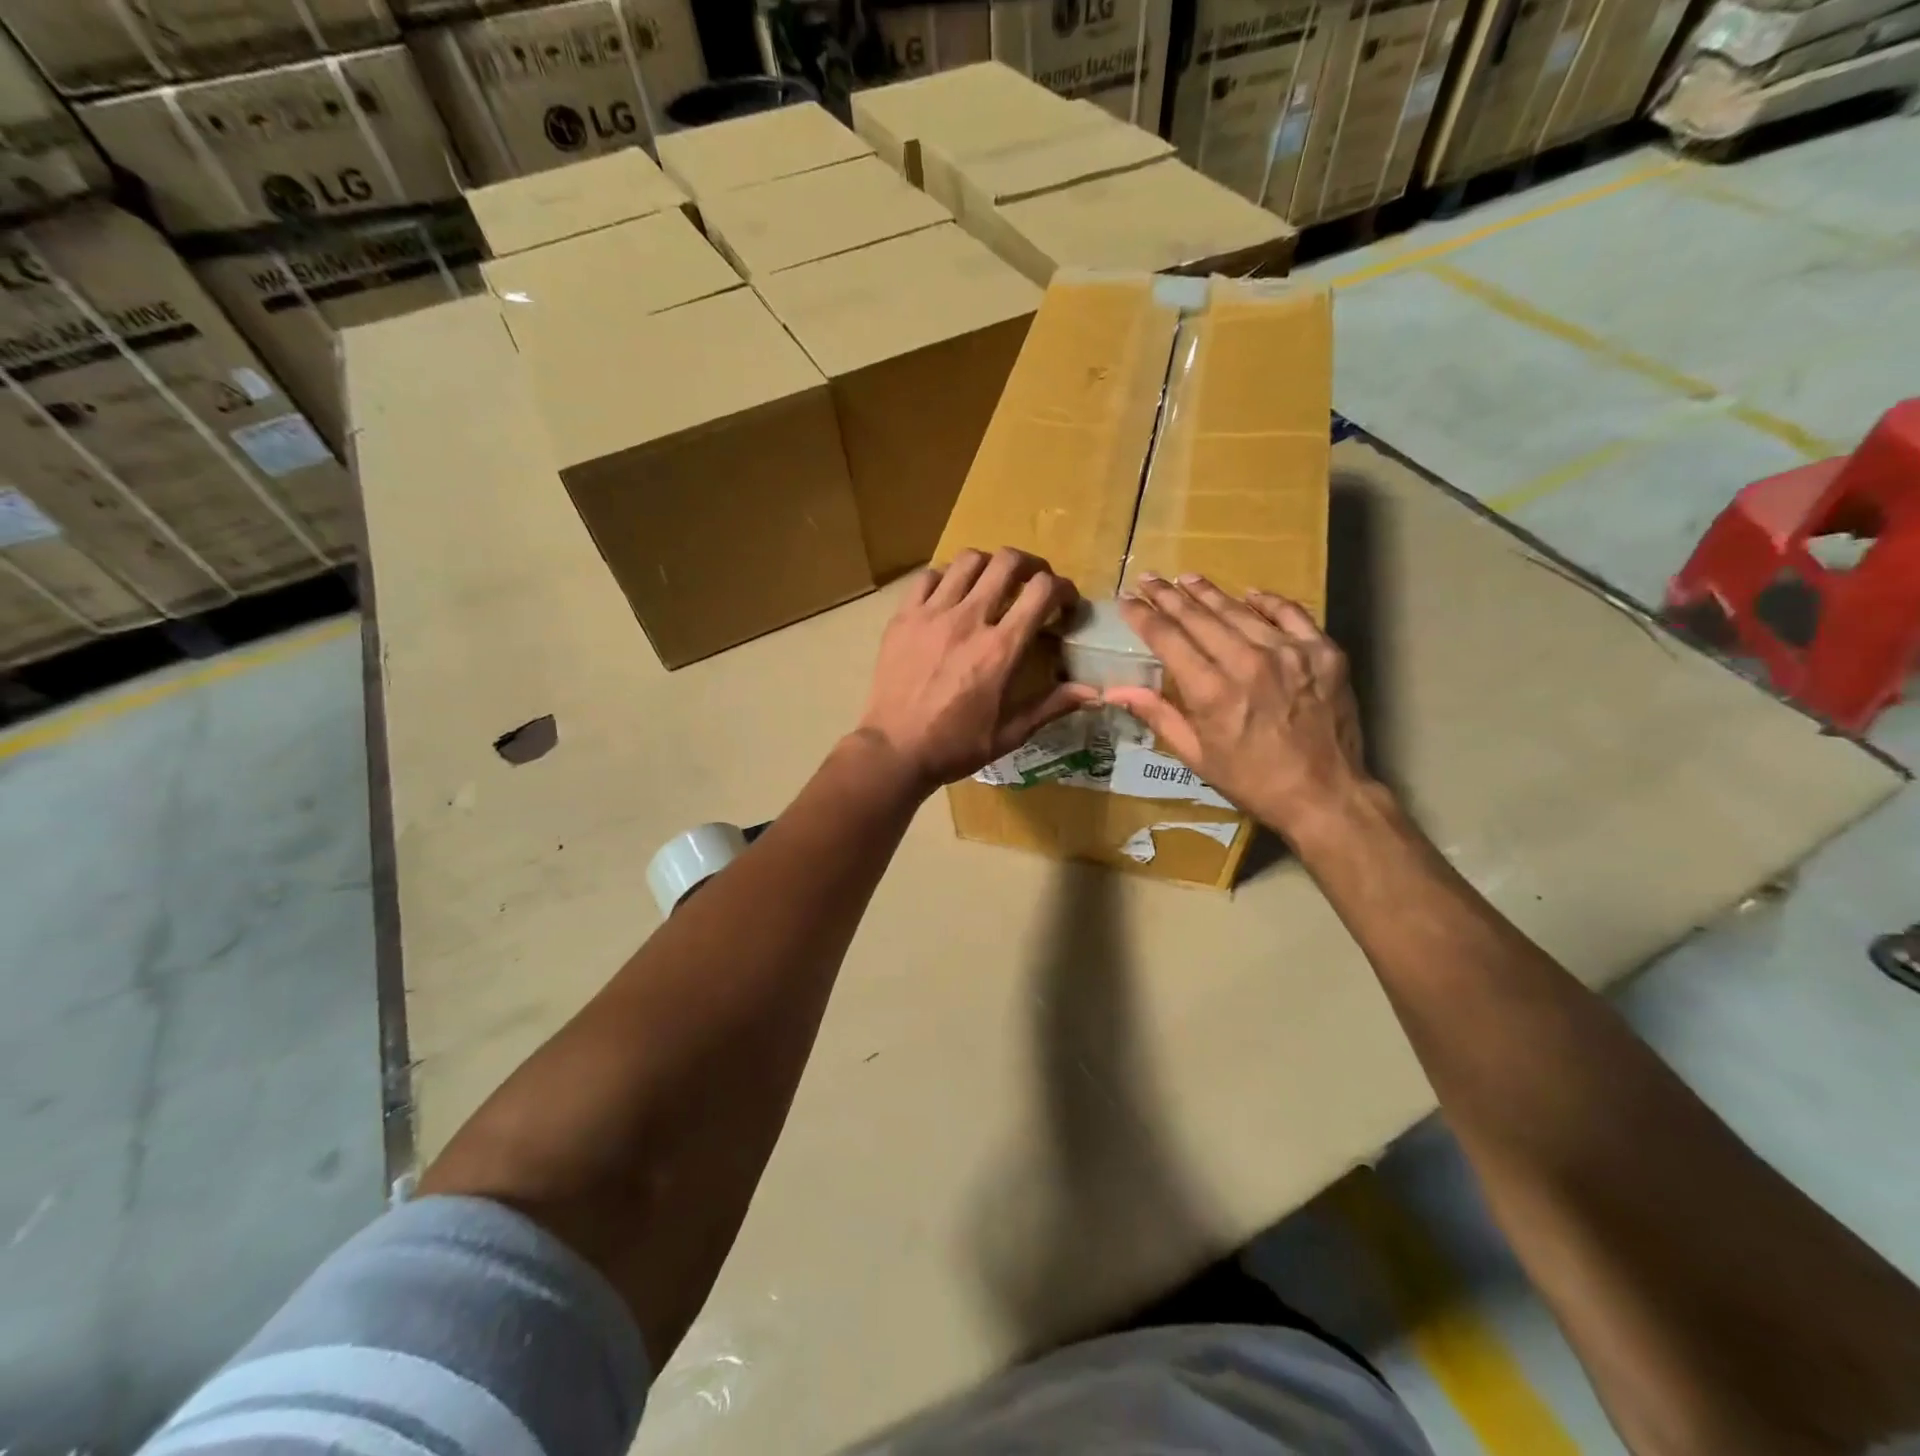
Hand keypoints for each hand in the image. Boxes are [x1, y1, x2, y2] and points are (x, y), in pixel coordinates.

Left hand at [858, 548, 1096, 795]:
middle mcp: (969, 620)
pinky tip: (950, 596)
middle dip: (1031, 565)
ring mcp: (932, 614)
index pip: (1042, 591)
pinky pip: (928, 576)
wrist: (895, 750)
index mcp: (1000, 649)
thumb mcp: (1010, 733)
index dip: (1063, 588)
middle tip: (1034, 582)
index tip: (1065, 602)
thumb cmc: (956, 745)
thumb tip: (1094, 691)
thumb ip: (1052, 705)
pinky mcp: (903, 617)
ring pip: (968, 560)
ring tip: (992, 583)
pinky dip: (947, 577)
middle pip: (1008, 562)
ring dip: (989, 565)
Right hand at [1106, 574, 1373, 841]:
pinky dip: (1267, 602)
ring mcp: (1290, 654)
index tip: (1126, 600)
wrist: (1324, 795)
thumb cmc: (1252, 781)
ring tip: (1187, 578)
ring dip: (1209, 592)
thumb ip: (1157, 714)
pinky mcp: (1323, 653)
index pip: (1168, 639)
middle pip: (1199, 617)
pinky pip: (1290, 614)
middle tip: (1150, 578)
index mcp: (1212, 692)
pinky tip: (1250, 594)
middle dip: (1169, 595)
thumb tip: (1114, 690)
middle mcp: (1248, 663)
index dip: (1143, 616)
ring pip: (1240, 611)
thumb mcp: (1196, 755)